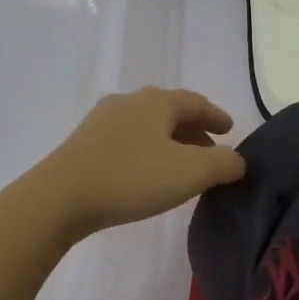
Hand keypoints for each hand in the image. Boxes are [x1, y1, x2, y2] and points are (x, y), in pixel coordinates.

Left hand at [35, 87, 245, 238]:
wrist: (61, 197)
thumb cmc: (132, 178)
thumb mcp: (191, 173)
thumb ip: (224, 164)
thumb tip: (238, 160)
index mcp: (157, 102)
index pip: (196, 102)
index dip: (216, 116)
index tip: (230, 130)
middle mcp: (129, 102)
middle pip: (170, 112)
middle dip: (193, 130)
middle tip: (211, 151)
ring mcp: (102, 121)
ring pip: (147, 126)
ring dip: (169, 142)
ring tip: (181, 166)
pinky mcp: (84, 143)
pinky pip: (128, 140)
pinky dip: (147, 150)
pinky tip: (147, 173)